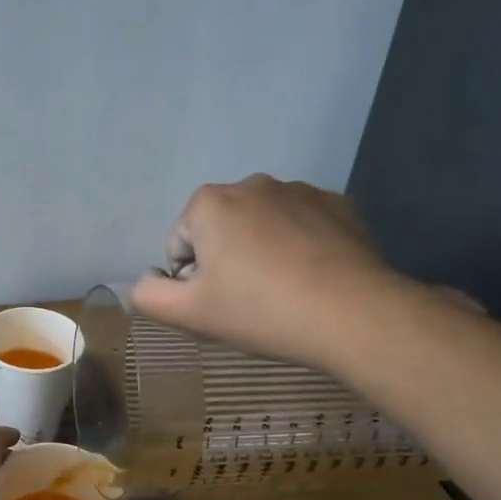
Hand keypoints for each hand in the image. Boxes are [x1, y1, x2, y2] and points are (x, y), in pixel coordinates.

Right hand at [129, 175, 415, 370]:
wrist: (355, 315)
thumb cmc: (261, 310)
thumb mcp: (190, 314)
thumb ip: (148, 295)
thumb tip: (145, 281)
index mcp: (209, 203)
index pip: (180, 245)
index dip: (193, 280)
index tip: (221, 304)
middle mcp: (251, 184)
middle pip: (220, 230)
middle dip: (227, 260)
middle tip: (250, 300)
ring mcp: (299, 190)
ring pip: (262, 225)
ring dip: (263, 251)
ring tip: (285, 290)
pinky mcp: (339, 204)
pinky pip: (302, 224)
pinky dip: (300, 245)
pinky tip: (314, 277)